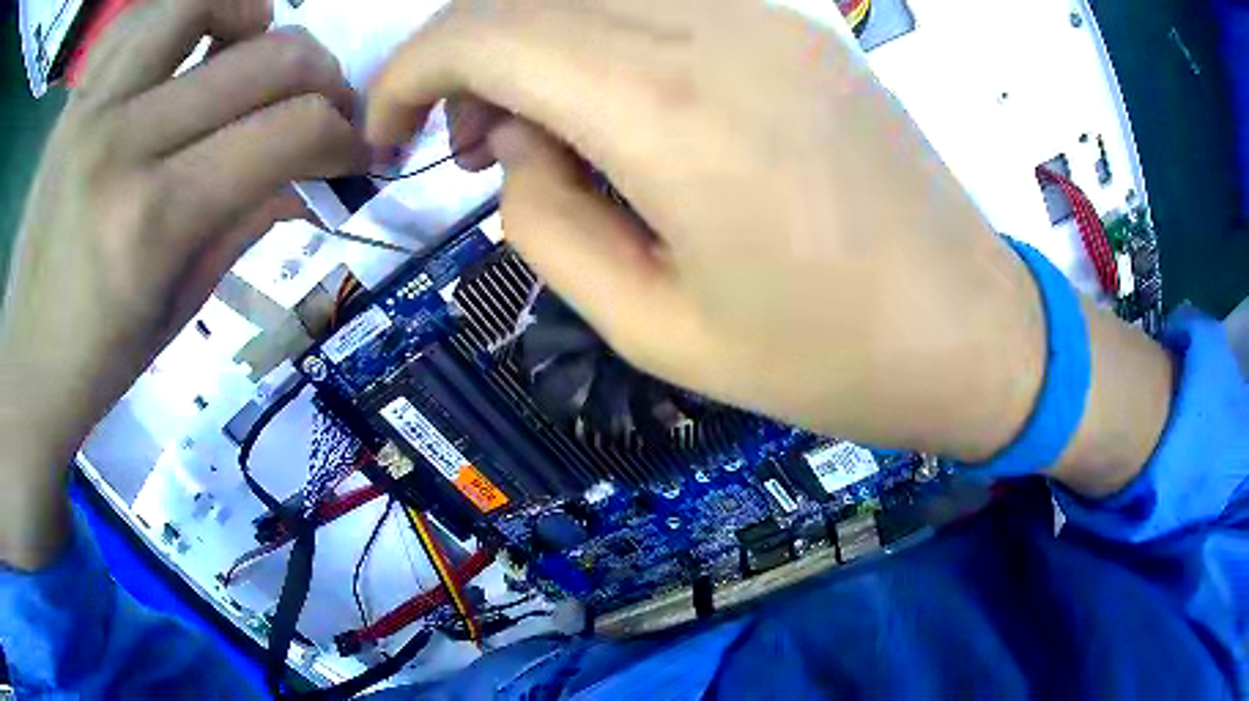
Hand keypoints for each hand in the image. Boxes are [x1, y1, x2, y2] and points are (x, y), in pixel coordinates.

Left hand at [0, 0, 365, 566]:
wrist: (26, 368)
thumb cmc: (99, 361)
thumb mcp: (182, 307)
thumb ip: (249, 221)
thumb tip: (314, 176)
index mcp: (155, 220)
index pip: (289, 132)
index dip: (344, 134)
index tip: (356, 150)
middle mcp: (123, 143)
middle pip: (263, 58)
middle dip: (320, 76)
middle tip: (322, 105)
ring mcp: (92, 109)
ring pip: (201, 2)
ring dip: (249, 18)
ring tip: (250, 49)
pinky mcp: (74, 101)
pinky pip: (139, 17)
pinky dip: (177, 15)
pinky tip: (185, 46)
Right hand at [368, 0, 1172, 491]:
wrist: (971, 331)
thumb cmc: (829, 360)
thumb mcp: (655, 328)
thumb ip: (547, 221)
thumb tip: (515, 144)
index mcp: (673, 110)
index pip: (484, 34)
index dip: (407, 74)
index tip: (385, 133)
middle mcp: (717, 26)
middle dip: (461, 64)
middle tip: (468, 151)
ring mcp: (768, 14)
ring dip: (530, 50)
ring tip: (540, 138)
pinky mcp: (797, 25)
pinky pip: (656, 4)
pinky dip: (598, 41)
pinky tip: (619, 107)